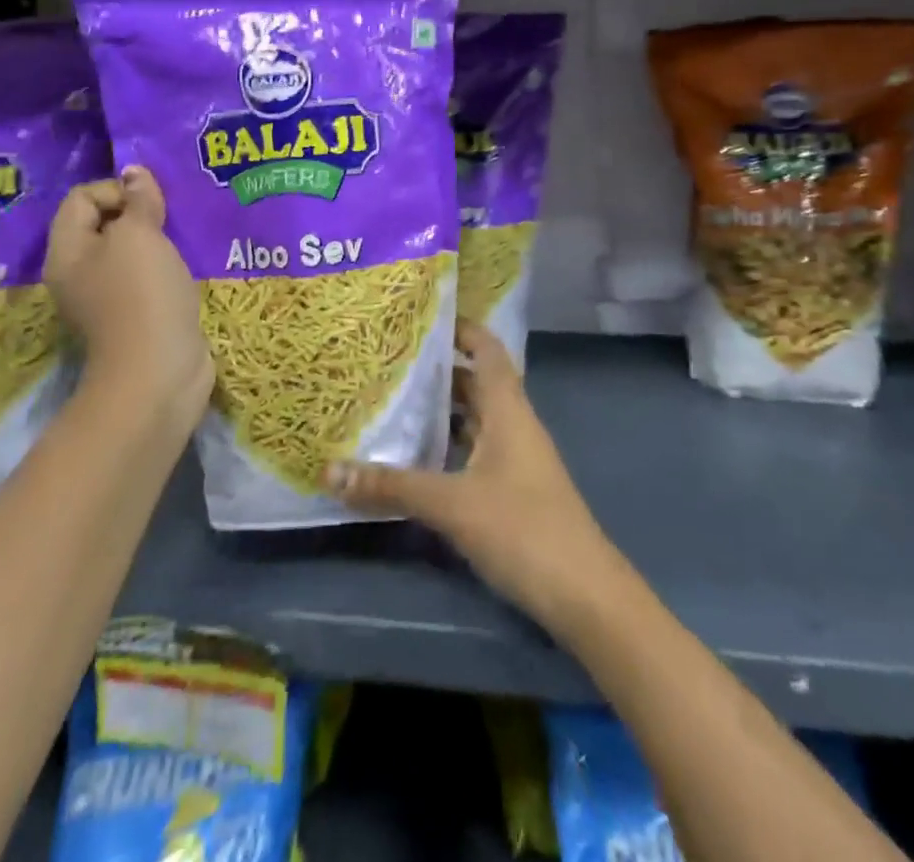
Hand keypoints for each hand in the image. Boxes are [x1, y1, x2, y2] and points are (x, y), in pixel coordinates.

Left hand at [44, 166, 211, 434]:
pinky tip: (185, 268)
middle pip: (104, 223)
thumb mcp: (139, 236)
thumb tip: (135, 172)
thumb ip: (138, 201)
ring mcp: (106, 297)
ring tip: (181, 239)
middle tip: (169, 219)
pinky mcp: (136, 314)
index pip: (82, 198)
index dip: (117, 190)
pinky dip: (165, 267)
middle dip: (139, 214)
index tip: (149, 205)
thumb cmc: (141, 294)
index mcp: (67, 251)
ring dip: (155, 240)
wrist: (158, 370)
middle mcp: (78, 272)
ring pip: (128, 251)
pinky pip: (147, 276)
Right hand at [326, 321, 621, 631]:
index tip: (419, 317)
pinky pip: (473, 451)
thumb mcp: (453, 504)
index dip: (460, 328)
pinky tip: (414, 457)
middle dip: (436, 370)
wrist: (585, 596)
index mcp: (508, 409)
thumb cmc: (523, 530)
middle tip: (386, 361)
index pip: (486, 349)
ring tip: (390, 401)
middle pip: (474, 382)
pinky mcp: (511, 490)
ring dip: (439, 410)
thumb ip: (393, 487)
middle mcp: (513, 424)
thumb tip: (329, 472)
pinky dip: (446, 445)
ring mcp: (515, 459)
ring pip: (473, 419)